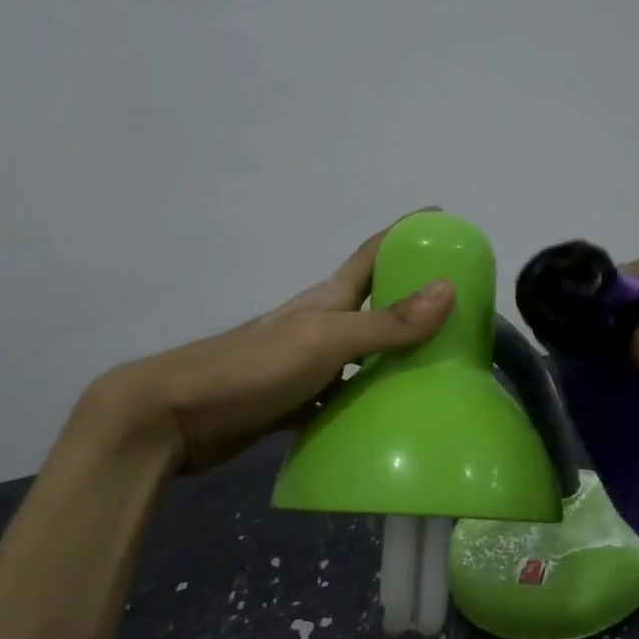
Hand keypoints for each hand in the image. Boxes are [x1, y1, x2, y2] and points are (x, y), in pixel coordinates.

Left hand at [72, 214, 455, 472]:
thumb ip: (385, 322)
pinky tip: (394, 416)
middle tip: (462, 310)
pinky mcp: (296, 400)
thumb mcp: (325, 340)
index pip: (373, 253)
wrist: (175, 417)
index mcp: (327, 299)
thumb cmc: (253, 368)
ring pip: (363, 353)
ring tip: (442, 367)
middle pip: (374, 303)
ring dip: (397, 355)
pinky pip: (345, 395)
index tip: (444, 220)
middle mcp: (321, 324)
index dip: (406, 233)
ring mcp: (307, 364)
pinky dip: (370, 400)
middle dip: (413, 298)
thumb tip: (449, 288)